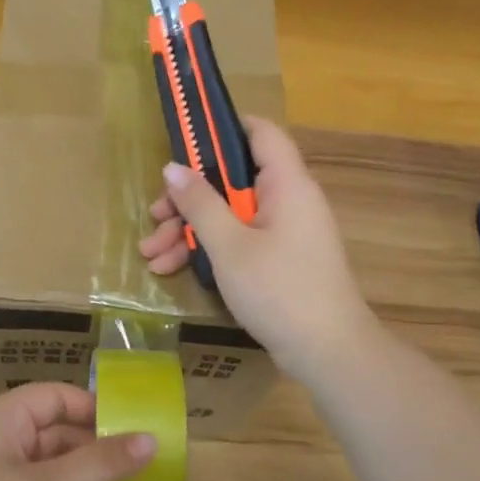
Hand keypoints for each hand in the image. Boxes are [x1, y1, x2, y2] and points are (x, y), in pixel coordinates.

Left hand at [0, 383, 156, 480]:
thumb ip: (102, 464)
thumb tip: (151, 438)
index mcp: (1, 421)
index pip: (55, 397)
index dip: (94, 407)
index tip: (136, 426)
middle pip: (56, 432)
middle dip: (98, 447)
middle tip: (146, 464)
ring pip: (53, 468)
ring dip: (89, 478)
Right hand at [138, 116, 376, 382]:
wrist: (328, 353)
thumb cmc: (279, 290)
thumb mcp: (229, 246)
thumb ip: (200, 203)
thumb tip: (172, 167)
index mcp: (286, 184)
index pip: (260, 133)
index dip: (223, 127)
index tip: (185, 137)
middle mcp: (288, 200)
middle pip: (233, 180)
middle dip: (189, 197)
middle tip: (155, 215)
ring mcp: (284, 232)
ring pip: (230, 214)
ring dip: (190, 230)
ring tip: (151, 253)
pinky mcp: (279, 259)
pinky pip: (239, 240)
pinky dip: (209, 250)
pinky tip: (171, 269)